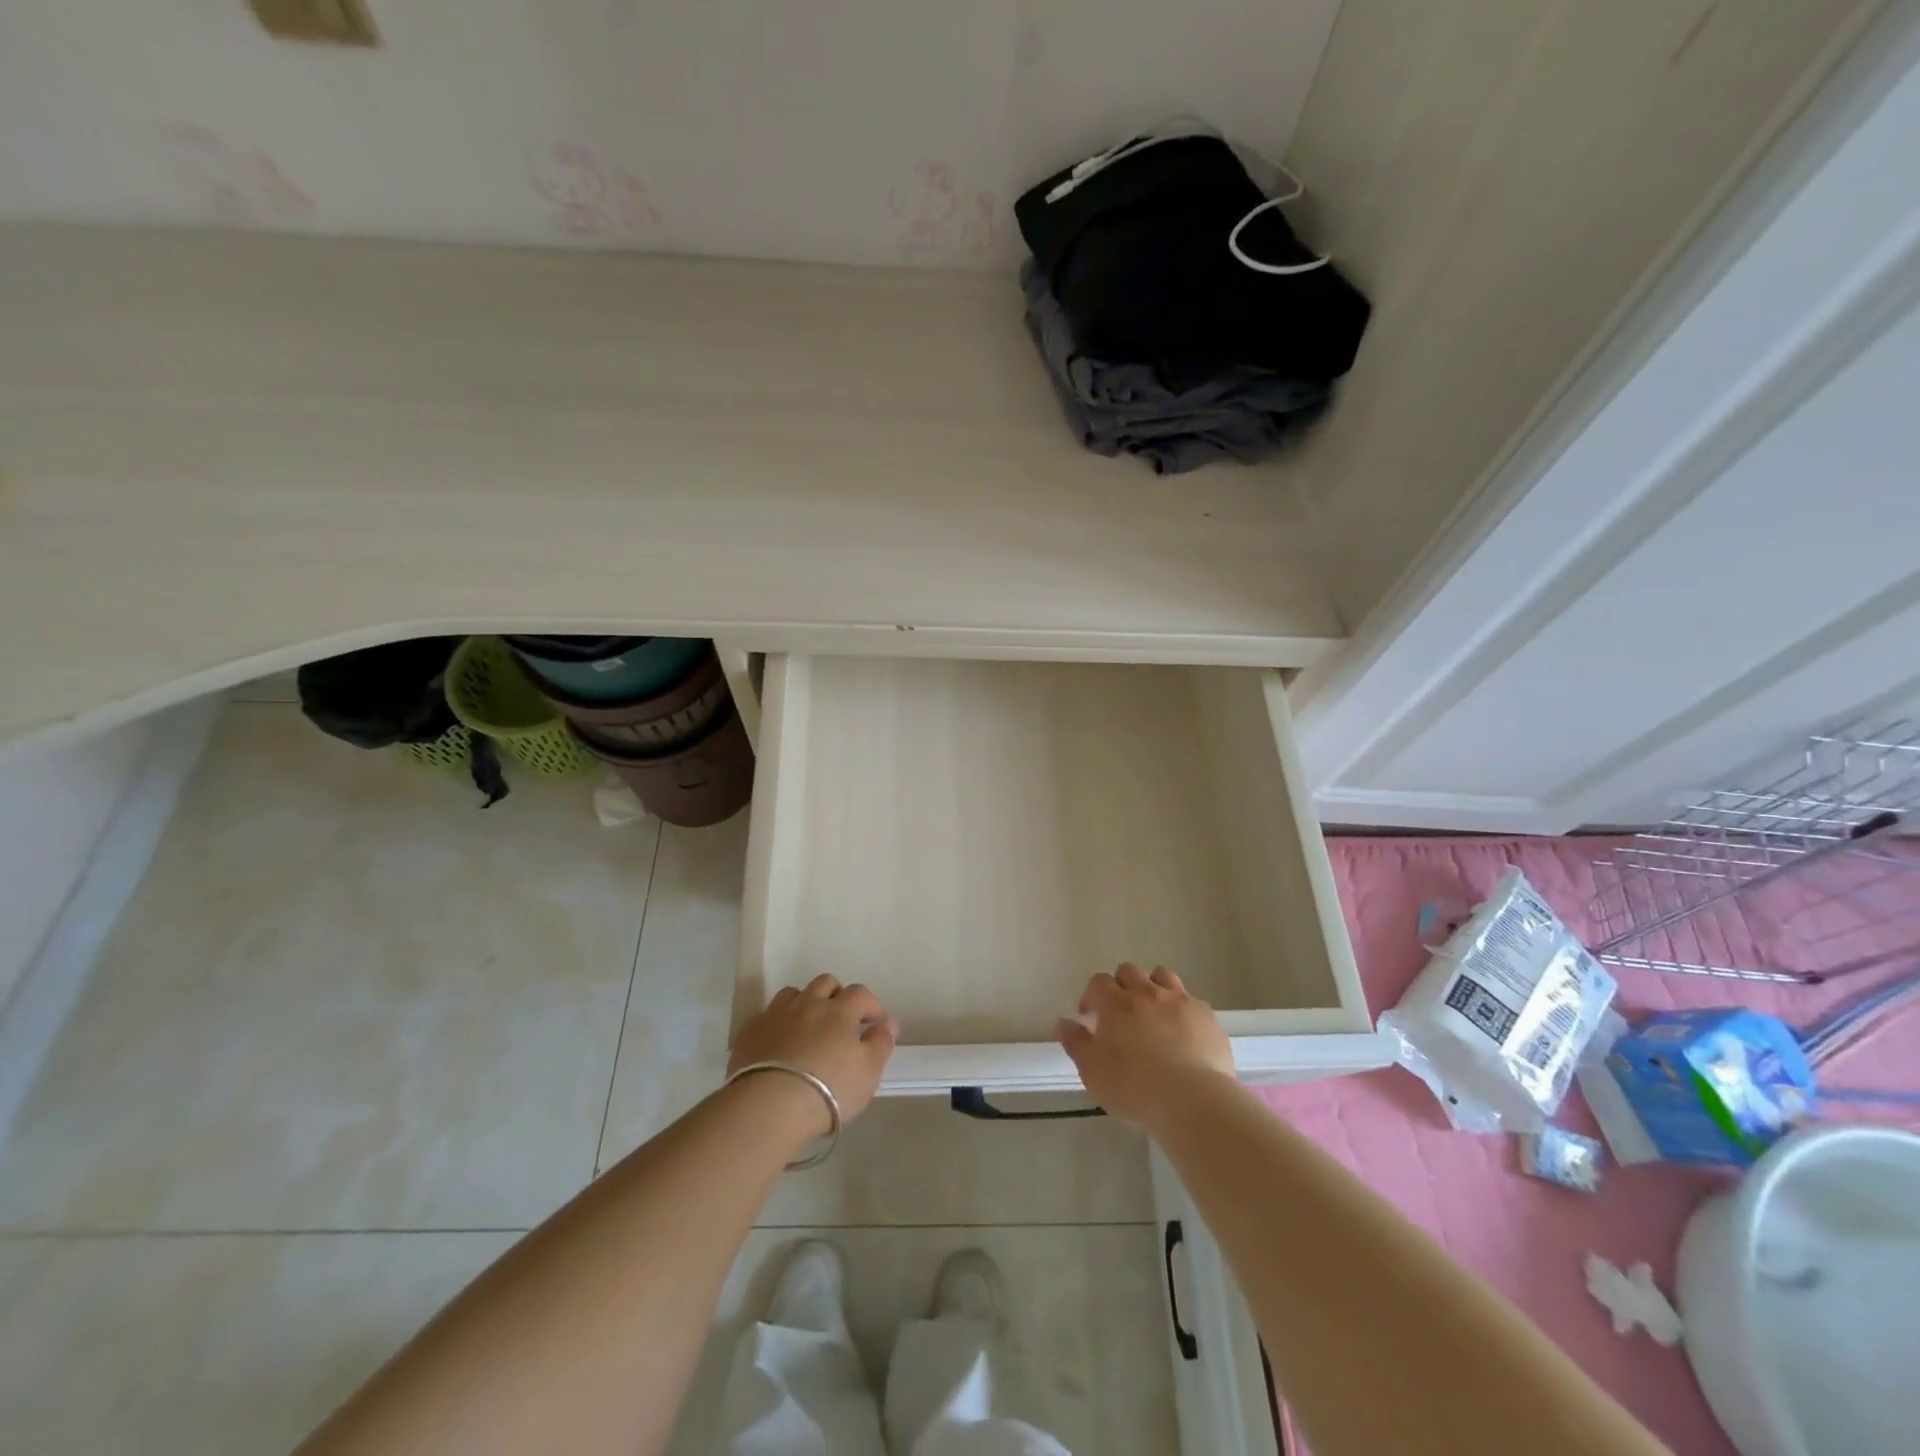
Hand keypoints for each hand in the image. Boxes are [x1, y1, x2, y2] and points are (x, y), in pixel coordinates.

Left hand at [728, 975, 898, 1134]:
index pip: (860, 994)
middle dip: (836, 995)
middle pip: (825, 983)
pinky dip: (775, 1023)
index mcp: (839, 1010)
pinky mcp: (750, 1032)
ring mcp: (776, 1014)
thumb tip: (888, 1022)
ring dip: (804, 1003)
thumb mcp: (868, 1072)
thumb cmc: (829, 1089)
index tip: (875, 1023)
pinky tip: (777, 1041)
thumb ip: (881, 1043)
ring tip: (807, 1026)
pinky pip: (765, 1016)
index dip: (871, 1005)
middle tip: (841, 1019)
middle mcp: (808, 1003)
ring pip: (793, 993)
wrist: (770, 1105)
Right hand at [1058, 964, 1235, 1132]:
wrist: (1192, 1099)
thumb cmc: (1134, 1087)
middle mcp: (1147, 993)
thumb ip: (1076, 1043)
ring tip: (1153, 1012)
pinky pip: (1191, 1000)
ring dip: (1153, 987)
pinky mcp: (1206, 1015)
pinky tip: (1183, 1030)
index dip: (1091, 995)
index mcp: (1116, 1003)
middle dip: (1121, 985)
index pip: (1098, 982)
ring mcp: (1180, 1001)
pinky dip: (1182, 1009)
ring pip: (1162, 976)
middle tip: (1120, 1012)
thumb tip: (1064, 1022)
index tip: (1090, 1016)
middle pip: (1129, 971)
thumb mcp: (1092, 1071)